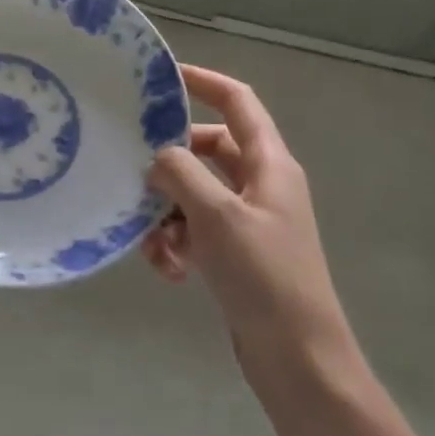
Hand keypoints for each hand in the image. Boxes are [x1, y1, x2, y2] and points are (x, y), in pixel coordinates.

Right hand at [141, 65, 353, 382]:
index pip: (238, 102)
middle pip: (208, 151)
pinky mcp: (238, 254)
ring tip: (153, 246)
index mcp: (270, 164)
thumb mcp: (217, 217)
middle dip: (171, 164)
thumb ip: (181, 174)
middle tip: (136, 175)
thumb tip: (158, 156)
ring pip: (196, 194)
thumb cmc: (264, 277)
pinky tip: (169, 270)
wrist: (298, 359)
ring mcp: (250, 221)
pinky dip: (178, 243)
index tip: (163, 76)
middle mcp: (262, 185)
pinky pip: (197, 231)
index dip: (204, 81)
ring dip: (168, 213)